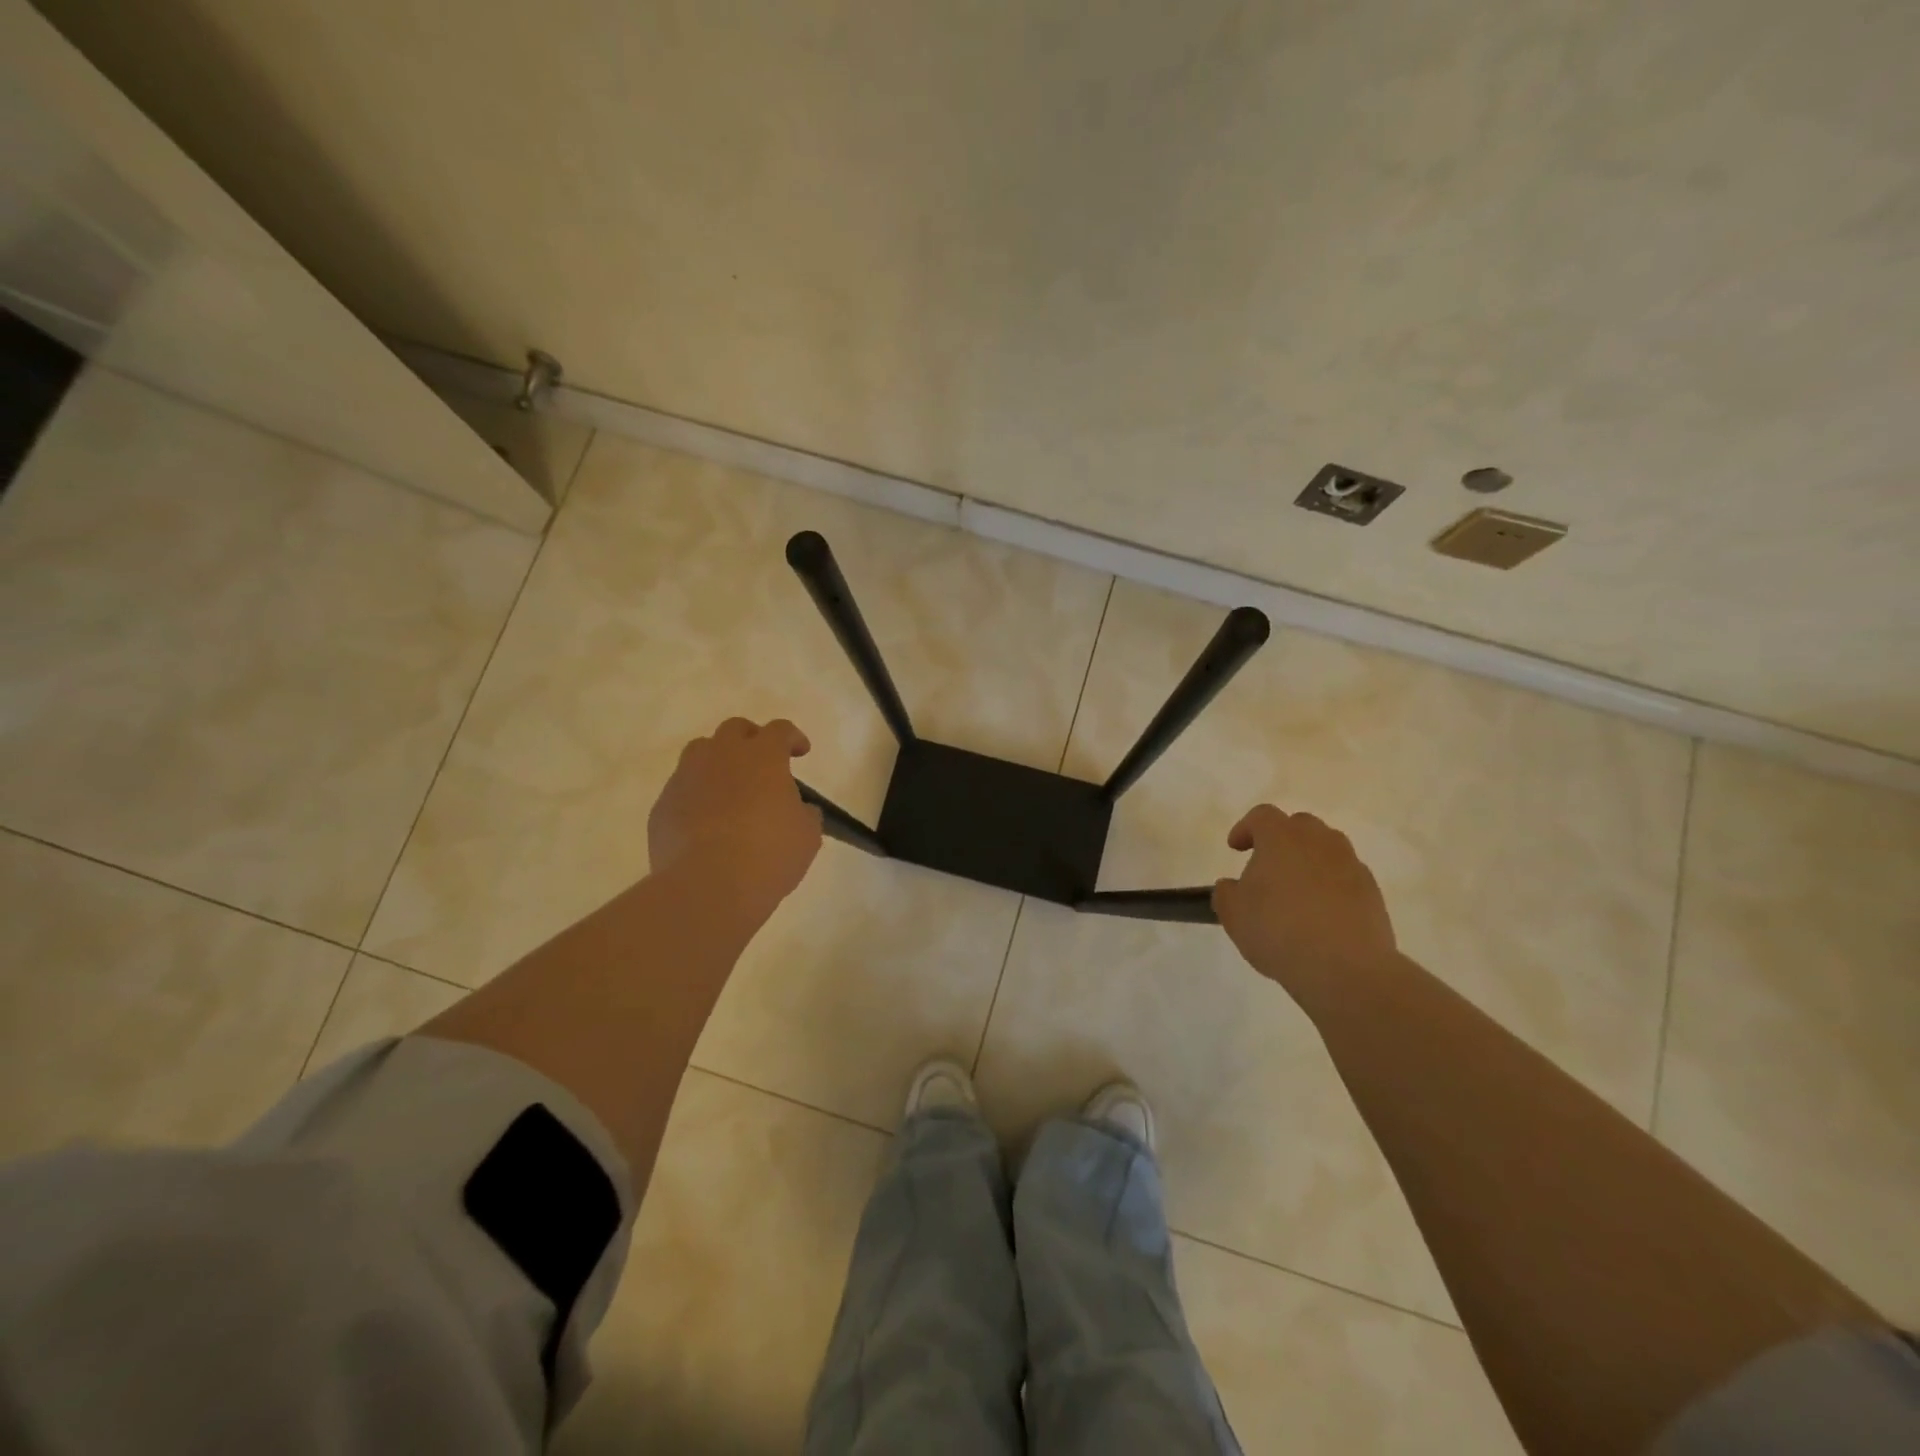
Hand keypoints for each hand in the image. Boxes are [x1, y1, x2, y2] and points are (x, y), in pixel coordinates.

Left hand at [648, 718, 822, 919]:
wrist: (708, 885)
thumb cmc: (769, 854)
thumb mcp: (806, 835)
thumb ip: (804, 813)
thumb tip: (798, 809)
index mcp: (762, 756)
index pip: (779, 730)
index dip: (792, 738)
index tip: (801, 752)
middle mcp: (721, 756)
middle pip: (734, 729)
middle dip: (751, 739)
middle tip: (762, 762)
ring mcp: (686, 778)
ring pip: (700, 752)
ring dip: (717, 762)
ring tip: (728, 788)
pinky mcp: (663, 806)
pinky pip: (681, 790)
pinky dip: (696, 796)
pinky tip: (705, 823)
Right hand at [1212, 805, 1397, 998]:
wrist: (1345, 967)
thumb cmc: (1278, 931)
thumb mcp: (1233, 913)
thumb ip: (1227, 893)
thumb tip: (1233, 886)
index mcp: (1281, 837)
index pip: (1261, 816)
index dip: (1246, 828)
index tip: (1235, 848)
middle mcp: (1319, 841)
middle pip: (1299, 826)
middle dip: (1281, 840)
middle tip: (1268, 866)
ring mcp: (1351, 865)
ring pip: (1327, 849)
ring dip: (1309, 862)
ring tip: (1296, 891)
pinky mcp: (1372, 892)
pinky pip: (1345, 877)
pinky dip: (1331, 886)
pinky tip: (1321, 915)